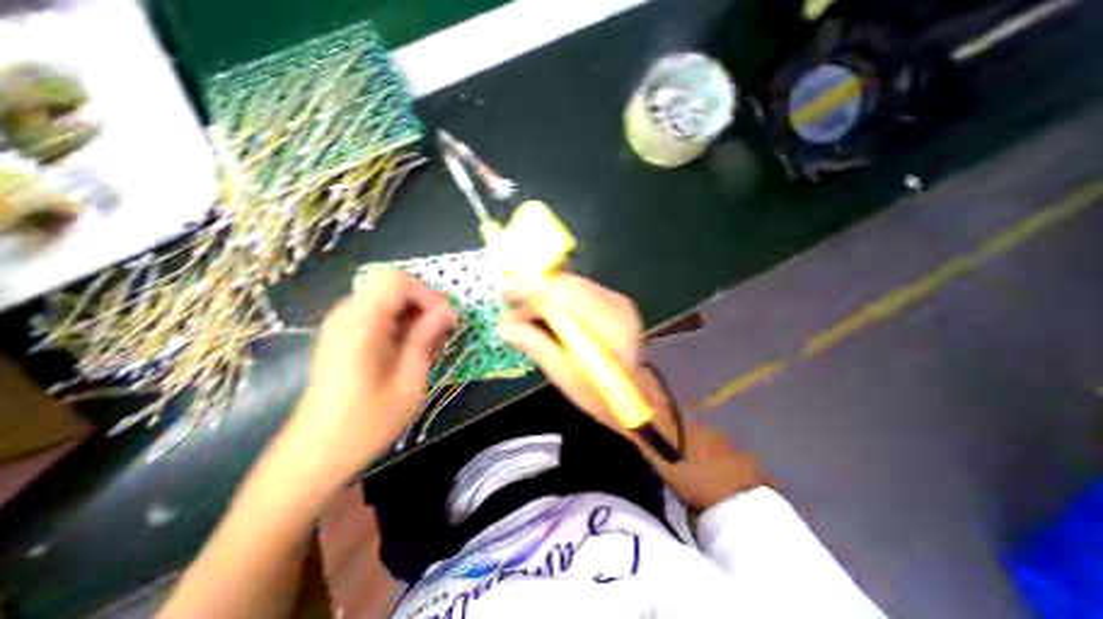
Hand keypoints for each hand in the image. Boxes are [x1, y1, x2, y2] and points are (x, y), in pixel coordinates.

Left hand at [292, 271, 456, 474]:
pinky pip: (378, 315)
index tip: (446, 321)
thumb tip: (448, 311)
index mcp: (360, 324)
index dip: (428, 294)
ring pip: (387, 300)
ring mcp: (341, 325)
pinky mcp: (342, 336)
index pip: (398, 282)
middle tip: (441, 335)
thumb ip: (426, 338)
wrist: (315, 454)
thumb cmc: (367, 422)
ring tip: (429, 347)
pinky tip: (409, 351)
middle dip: (423, 305)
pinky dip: (401, 325)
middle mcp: (347, 316)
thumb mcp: (409, 380)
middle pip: (393, 288)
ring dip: (414, 316)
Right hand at [497, 274, 764, 510]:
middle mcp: (615, 304)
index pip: (563, 294)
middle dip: (535, 288)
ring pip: (571, 285)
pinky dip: (557, 298)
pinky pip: (579, 292)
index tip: (506, 292)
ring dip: (544, 293)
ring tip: (523, 308)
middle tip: (509, 299)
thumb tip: (505, 324)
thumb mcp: (564, 375)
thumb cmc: (600, 394)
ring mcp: (617, 302)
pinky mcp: (614, 304)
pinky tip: (545, 311)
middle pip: (567, 284)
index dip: (532, 288)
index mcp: (607, 325)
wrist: (637, 396)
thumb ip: (535, 344)